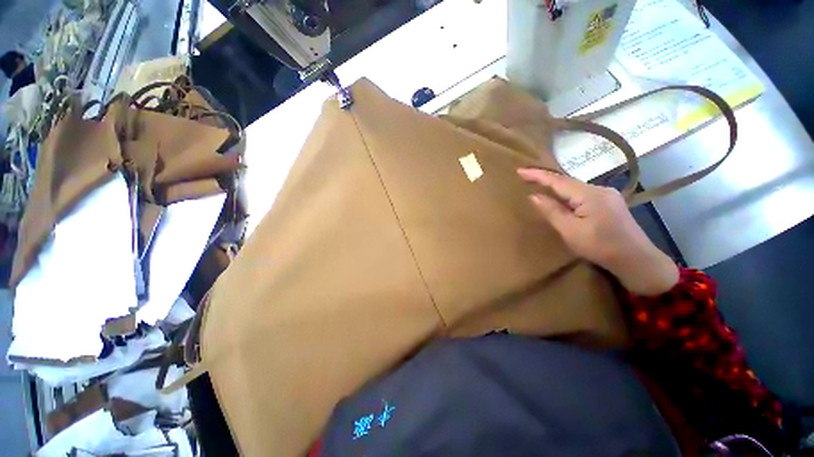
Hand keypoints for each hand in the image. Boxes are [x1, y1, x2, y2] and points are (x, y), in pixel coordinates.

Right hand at [518, 168, 678, 295]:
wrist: (637, 260)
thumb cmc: (601, 247)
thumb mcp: (570, 231)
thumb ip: (551, 211)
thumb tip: (534, 196)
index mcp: (590, 195)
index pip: (558, 181)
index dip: (537, 175)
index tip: (519, 170)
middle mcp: (600, 189)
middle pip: (567, 181)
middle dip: (545, 178)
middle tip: (525, 176)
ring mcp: (607, 195)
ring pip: (575, 187)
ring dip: (556, 186)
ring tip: (538, 184)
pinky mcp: (610, 202)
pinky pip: (582, 193)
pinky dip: (567, 193)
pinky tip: (561, 197)